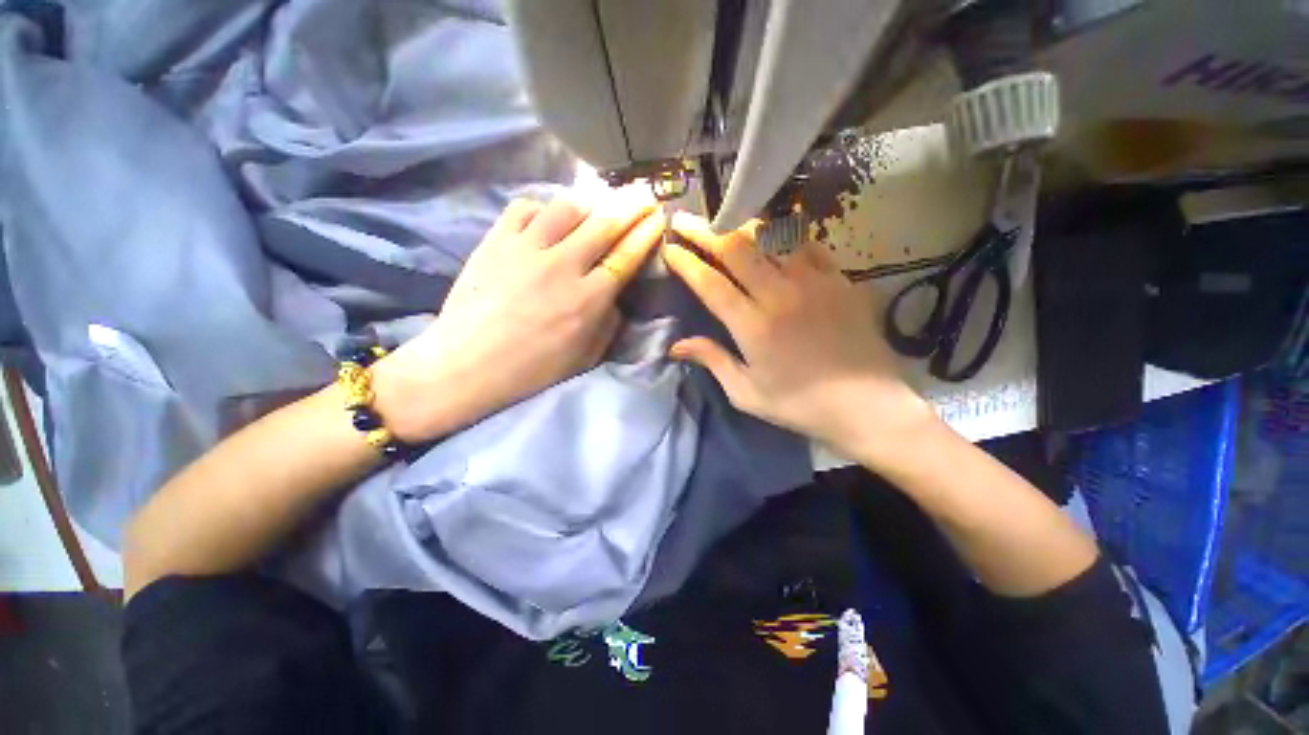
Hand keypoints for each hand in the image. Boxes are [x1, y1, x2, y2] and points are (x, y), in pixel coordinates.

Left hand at [374, 191, 663, 441]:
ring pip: (566, 208)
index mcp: (588, 300)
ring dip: (589, 203)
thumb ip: (608, 322)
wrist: (468, 365)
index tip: (658, 216)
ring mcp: (526, 249)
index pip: (626, 256)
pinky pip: (525, 208)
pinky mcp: (496, 241)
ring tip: (597, 202)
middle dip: (630, 205)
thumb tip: (613, 294)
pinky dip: (543, 208)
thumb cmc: (532, 369)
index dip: (645, 233)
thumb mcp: (586, 356)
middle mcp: (562, 267)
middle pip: (604, 224)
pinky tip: (548, 217)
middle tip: (642, 193)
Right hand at [662, 213, 935, 457]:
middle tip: (683, 219)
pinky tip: (774, 233)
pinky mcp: (839, 279)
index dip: (686, 262)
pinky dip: (784, 234)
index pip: (710, 283)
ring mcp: (812, 281)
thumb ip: (712, 361)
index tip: (669, 248)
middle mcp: (779, 295)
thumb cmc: (800, 404)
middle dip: (703, 230)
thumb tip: (675, 345)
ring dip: (740, 224)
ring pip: (770, 237)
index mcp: (752, 326)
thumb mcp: (747, 393)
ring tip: (723, 219)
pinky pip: (806, 243)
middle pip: (734, 249)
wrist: (867, 405)